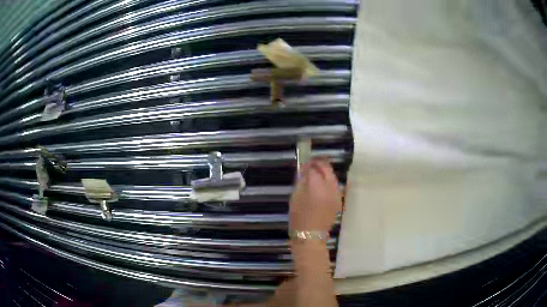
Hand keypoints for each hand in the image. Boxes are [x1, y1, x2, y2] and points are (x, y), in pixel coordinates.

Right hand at [289, 159, 342, 231]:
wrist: (311, 236)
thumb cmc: (299, 217)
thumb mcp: (295, 197)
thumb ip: (301, 181)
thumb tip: (305, 170)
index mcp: (317, 188)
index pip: (314, 168)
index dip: (308, 164)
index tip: (303, 164)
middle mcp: (330, 188)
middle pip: (327, 169)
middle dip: (319, 163)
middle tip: (311, 164)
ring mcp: (337, 195)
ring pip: (333, 176)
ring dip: (325, 172)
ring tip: (316, 174)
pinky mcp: (339, 201)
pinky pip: (335, 186)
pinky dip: (329, 182)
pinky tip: (322, 185)